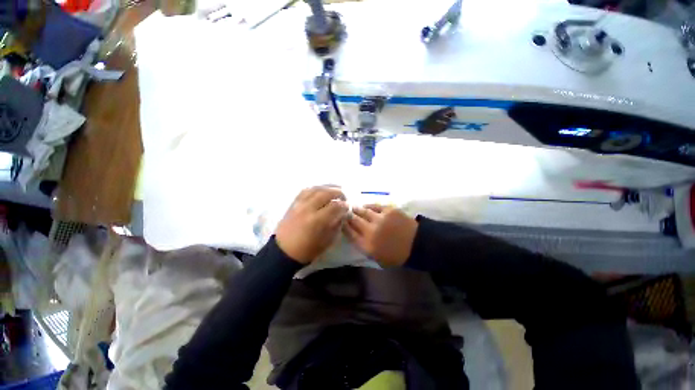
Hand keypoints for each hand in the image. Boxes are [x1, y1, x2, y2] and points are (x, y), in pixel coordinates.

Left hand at [276, 186, 347, 263]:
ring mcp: (299, 204)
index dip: (344, 205)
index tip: (348, 207)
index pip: (335, 206)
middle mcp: (308, 208)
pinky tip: (321, 190)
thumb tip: (343, 214)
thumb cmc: (307, 250)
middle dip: (338, 192)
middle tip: (344, 196)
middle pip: (325, 193)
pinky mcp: (293, 204)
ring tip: (335, 189)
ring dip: (327, 187)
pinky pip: (305, 191)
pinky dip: (315, 188)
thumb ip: (336, 225)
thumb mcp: (327, 241)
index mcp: (317, 220)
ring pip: (315, 189)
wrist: (284, 252)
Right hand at [343, 205, 417, 266]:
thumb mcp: (378, 258)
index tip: (340, 222)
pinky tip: (365, 205)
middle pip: (354, 221)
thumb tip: (354, 235)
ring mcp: (380, 219)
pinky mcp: (388, 210)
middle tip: (344, 212)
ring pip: (363, 211)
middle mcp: (370, 231)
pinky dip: (368, 206)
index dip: (343, 226)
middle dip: (347, 216)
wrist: (417, 245)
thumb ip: (364, 247)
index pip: (349, 233)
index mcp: (367, 245)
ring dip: (356, 209)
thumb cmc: (397, 255)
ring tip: (353, 207)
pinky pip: (374, 206)